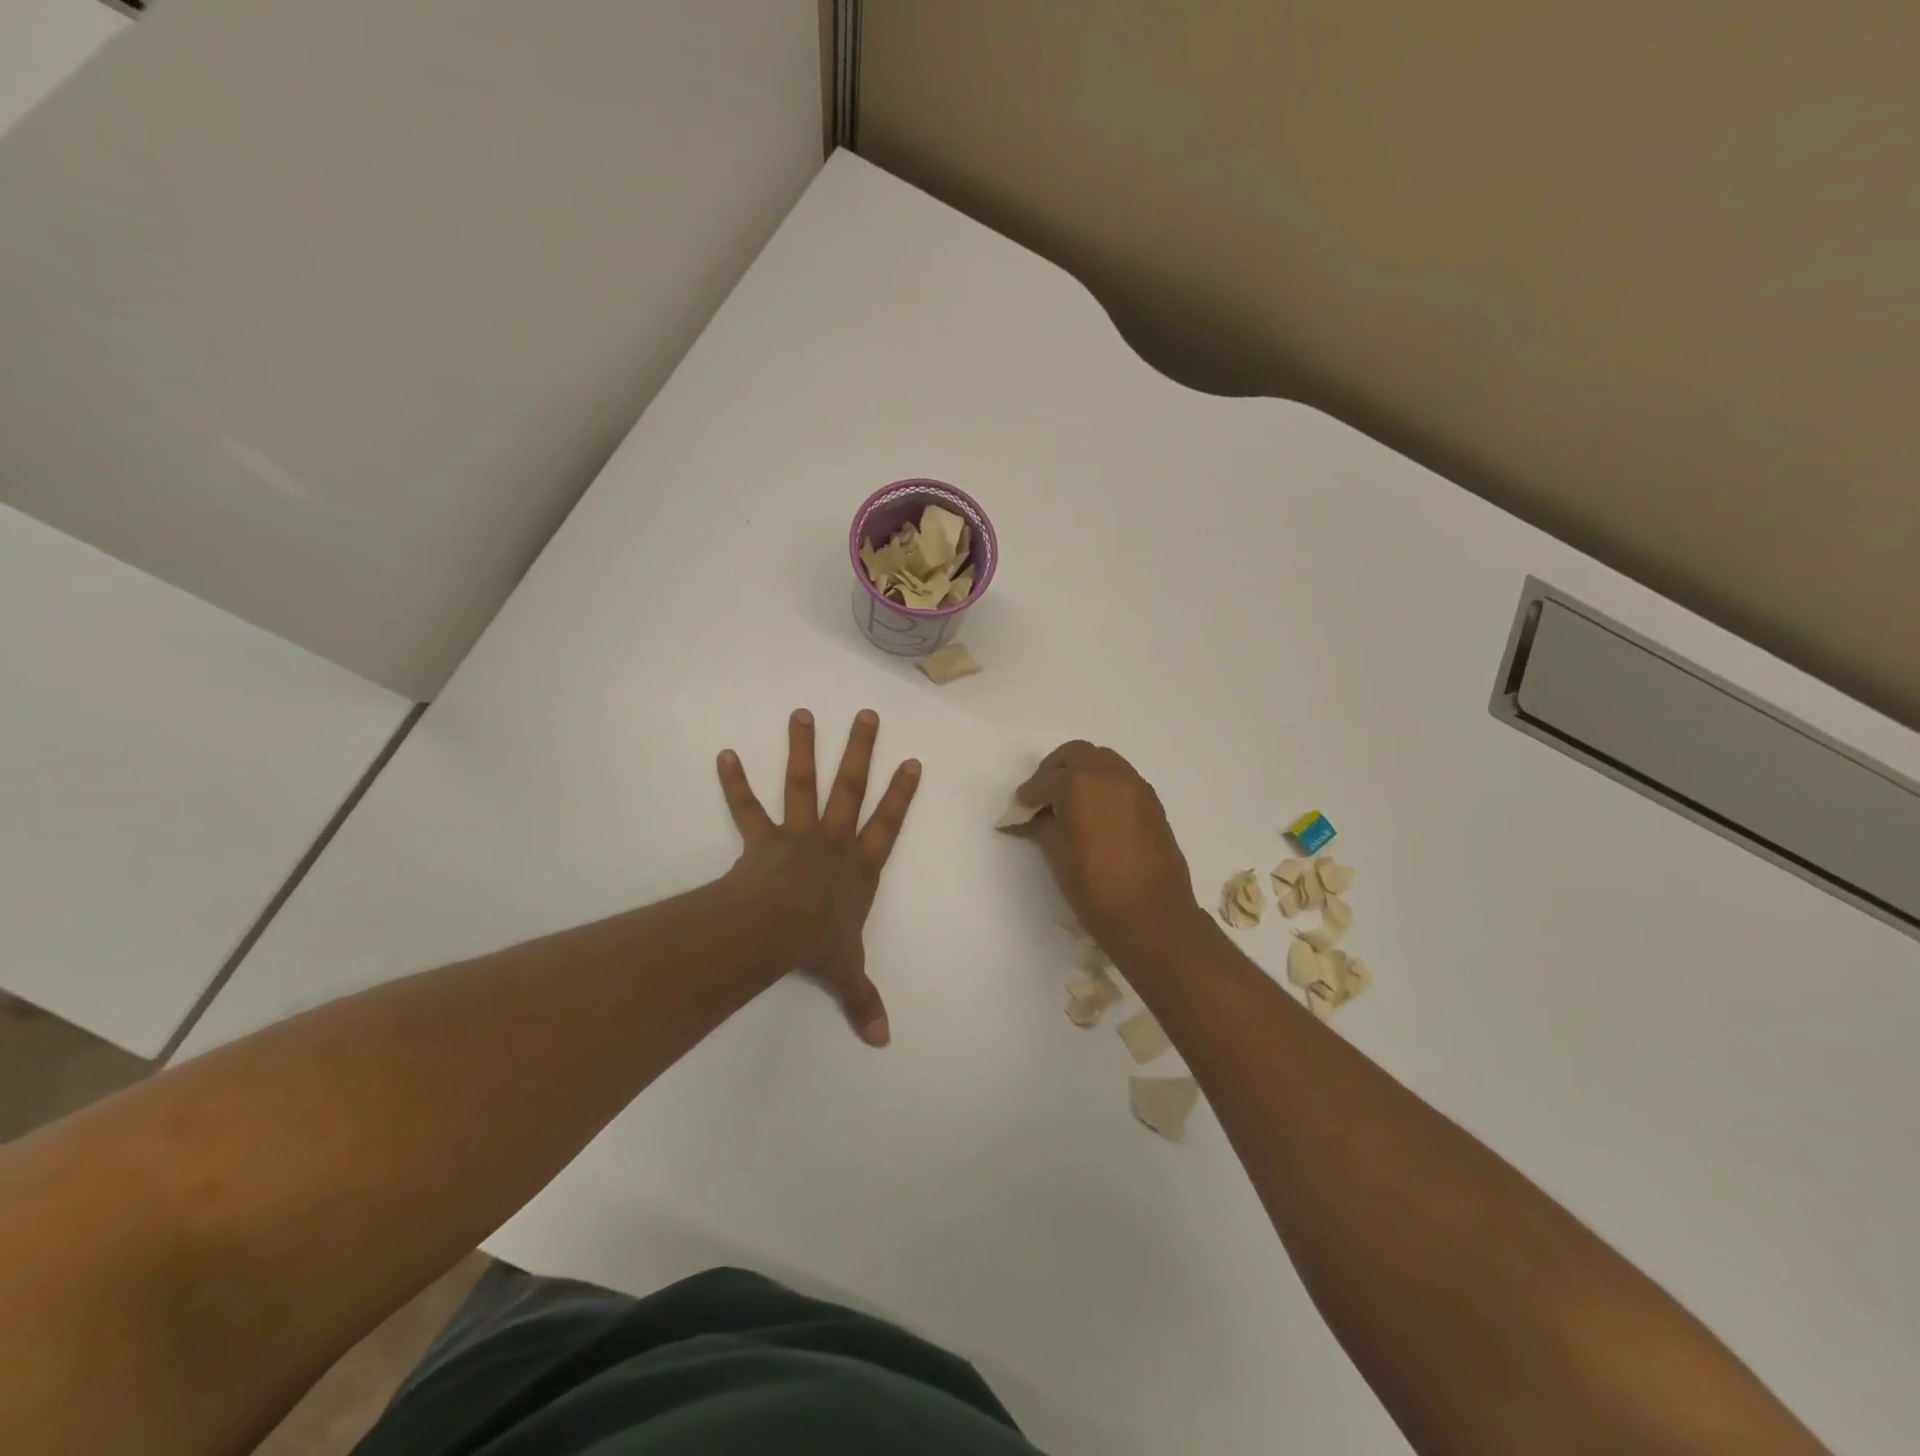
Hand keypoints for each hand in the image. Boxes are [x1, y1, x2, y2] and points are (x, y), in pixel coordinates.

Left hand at [716, 709, 920, 1045]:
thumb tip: (883, 1040)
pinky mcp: (761, 840)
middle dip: (860, 751)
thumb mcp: (847, 972)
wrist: (777, 930)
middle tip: (865, 715)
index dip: (901, 795)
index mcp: (859, 868)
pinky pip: (747, 809)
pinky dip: (735, 783)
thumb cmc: (818, 944)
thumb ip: (863, 1000)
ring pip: (802, 785)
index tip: (911, 761)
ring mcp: (797, 836)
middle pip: (850, 788)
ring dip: (803, 749)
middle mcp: (832, 842)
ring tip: (800, 714)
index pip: (887, 825)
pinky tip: (724, 755)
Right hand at [1017, 741, 1199, 957]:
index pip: (1044, 781)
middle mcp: (1108, 774)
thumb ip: (1043, 826)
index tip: (1020, 807)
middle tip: (1043, 794)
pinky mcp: (1151, 801)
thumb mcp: (1057, 856)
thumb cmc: (1095, 888)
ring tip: (1070, 800)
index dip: (1028, 795)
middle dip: (1054, 769)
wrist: (1152, 915)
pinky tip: (1097, 811)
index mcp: (1078, 785)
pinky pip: (1121, 777)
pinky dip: (1104, 783)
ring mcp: (1134, 785)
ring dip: (1082, 770)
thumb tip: (1037, 817)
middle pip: (1075, 754)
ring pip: (1102, 759)